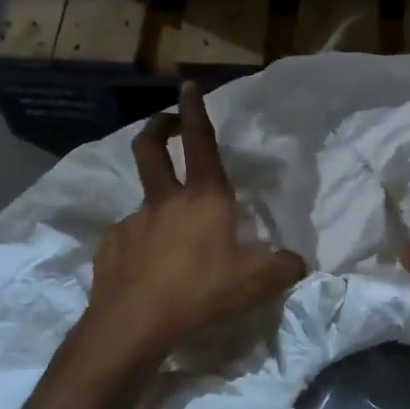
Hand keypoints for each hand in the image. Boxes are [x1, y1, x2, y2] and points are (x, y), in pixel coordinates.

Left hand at [86, 81, 305, 361]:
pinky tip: (150, 270)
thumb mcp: (258, 282)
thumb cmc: (202, 291)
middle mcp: (165, 201)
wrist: (136, 323)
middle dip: (159, 128)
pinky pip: (131, 237)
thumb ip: (284, 267)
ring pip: (145, 201)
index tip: (188, 85)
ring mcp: (133, 222)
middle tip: (166, 123)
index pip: (200, 142)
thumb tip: (297, 262)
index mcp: (204, 198)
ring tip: (174, 239)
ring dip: (159, 205)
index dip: (196, 110)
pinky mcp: (111, 247)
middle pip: (151, 148)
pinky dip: (142, 244)